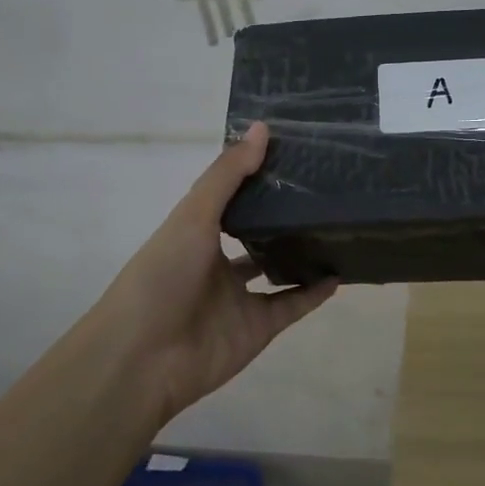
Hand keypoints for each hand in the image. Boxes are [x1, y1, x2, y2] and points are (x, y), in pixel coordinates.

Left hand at [90, 122, 337, 423]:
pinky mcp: (257, 329)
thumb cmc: (163, 275)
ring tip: (336, 226)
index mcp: (197, 233)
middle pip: (255, 235)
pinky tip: (339, 274)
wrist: (144, 357)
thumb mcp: (193, 215)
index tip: (292, 154)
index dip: (255, 178)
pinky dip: (314, 293)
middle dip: (281, 216)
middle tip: (324, 189)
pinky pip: (292, 306)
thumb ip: (227, 175)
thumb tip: (263, 128)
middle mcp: (217, 263)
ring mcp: (238, 298)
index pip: (230, 199)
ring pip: (276, 271)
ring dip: (301, 254)